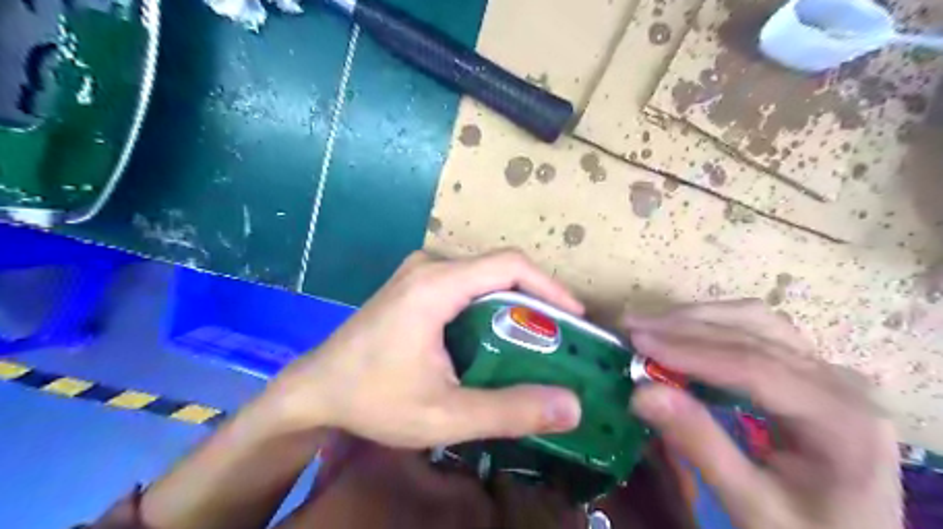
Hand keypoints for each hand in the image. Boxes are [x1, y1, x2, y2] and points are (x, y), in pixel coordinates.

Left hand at [257, 249, 582, 446]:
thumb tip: (571, 406)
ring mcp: (419, 272)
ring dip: (514, 305)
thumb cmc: (374, 399)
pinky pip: (466, 285)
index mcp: (436, 285)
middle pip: (499, 269)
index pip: (509, 265)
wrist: (315, 389)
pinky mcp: (415, 284)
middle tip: (561, 338)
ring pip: (484, 278)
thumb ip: (510, 411)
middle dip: (536, 301)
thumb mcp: (445, 415)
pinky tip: (497, 339)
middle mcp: (429, 267)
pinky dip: (491, 307)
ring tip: (537, 341)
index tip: (576, 317)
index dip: (550, 286)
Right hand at [625, 300, 901, 528]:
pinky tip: (684, 333)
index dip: (691, 350)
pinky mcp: (808, 371)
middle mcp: (840, 383)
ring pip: (756, 321)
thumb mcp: (752, 506)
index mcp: (840, 420)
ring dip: (698, 319)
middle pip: (755, 333)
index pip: (755, 366)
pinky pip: (758, 332)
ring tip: (651, 324)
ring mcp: (827, 372)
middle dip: (685, 325)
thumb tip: (642, 393)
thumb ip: (699, 446)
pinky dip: (714, 326)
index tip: (638, 340)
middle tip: (632, 325)